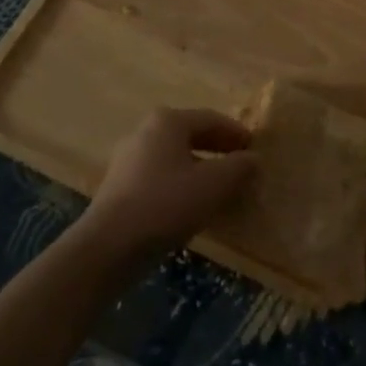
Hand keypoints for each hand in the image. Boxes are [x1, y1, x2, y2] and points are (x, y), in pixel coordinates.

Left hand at [81, 108, 256, 261]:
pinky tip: (193, 206)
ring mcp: (128, 160)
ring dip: (201, 169)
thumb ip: (239, 167)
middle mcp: (145, 133)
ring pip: (175, 158)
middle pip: (191, 136)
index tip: (255, 149)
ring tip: (221, 189)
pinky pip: (160, 178)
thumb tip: (253, 159)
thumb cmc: (167, 204)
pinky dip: (181, 185)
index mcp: (168, 122)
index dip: (236, 133)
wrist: (110, 246)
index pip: (211, 119)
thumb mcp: (215, 184)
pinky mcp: (120, 188)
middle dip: (218, 150)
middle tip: (241, 165)